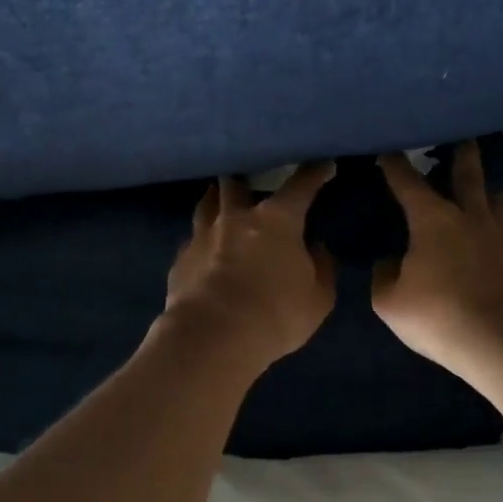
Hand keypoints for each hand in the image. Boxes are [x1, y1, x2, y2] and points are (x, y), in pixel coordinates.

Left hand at [163, 164, 337, 370]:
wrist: (213, 337)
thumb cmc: (275, 315)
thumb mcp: (317, 299)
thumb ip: (321, 269)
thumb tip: (317, 249)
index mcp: (276, 220)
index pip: (300, 186)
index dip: (314, 173)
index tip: (322, 165)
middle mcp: (236, 218)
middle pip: (237, 184)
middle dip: (245, 178)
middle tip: (250, 180)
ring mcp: (202, 236)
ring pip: (206, 204)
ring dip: (216, 200)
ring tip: (219, 201)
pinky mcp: (180, 260)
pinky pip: (191, 240)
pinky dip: (200, 240)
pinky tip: (201, 249)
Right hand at [373, 141, 502, 380]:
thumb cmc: (440, 317)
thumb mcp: (390, 303)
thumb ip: (385, 276)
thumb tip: (391, 263)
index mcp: (433, 221)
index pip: (408, 183)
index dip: (396, 165)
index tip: (389, 149)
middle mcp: (471, 217)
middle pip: (468, 175)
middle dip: (462, 155)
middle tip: (464, 139)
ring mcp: (502, 236)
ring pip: (499, 199)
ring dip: (489, 192)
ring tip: (484, 194)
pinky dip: (500, 231)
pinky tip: (494, 244)